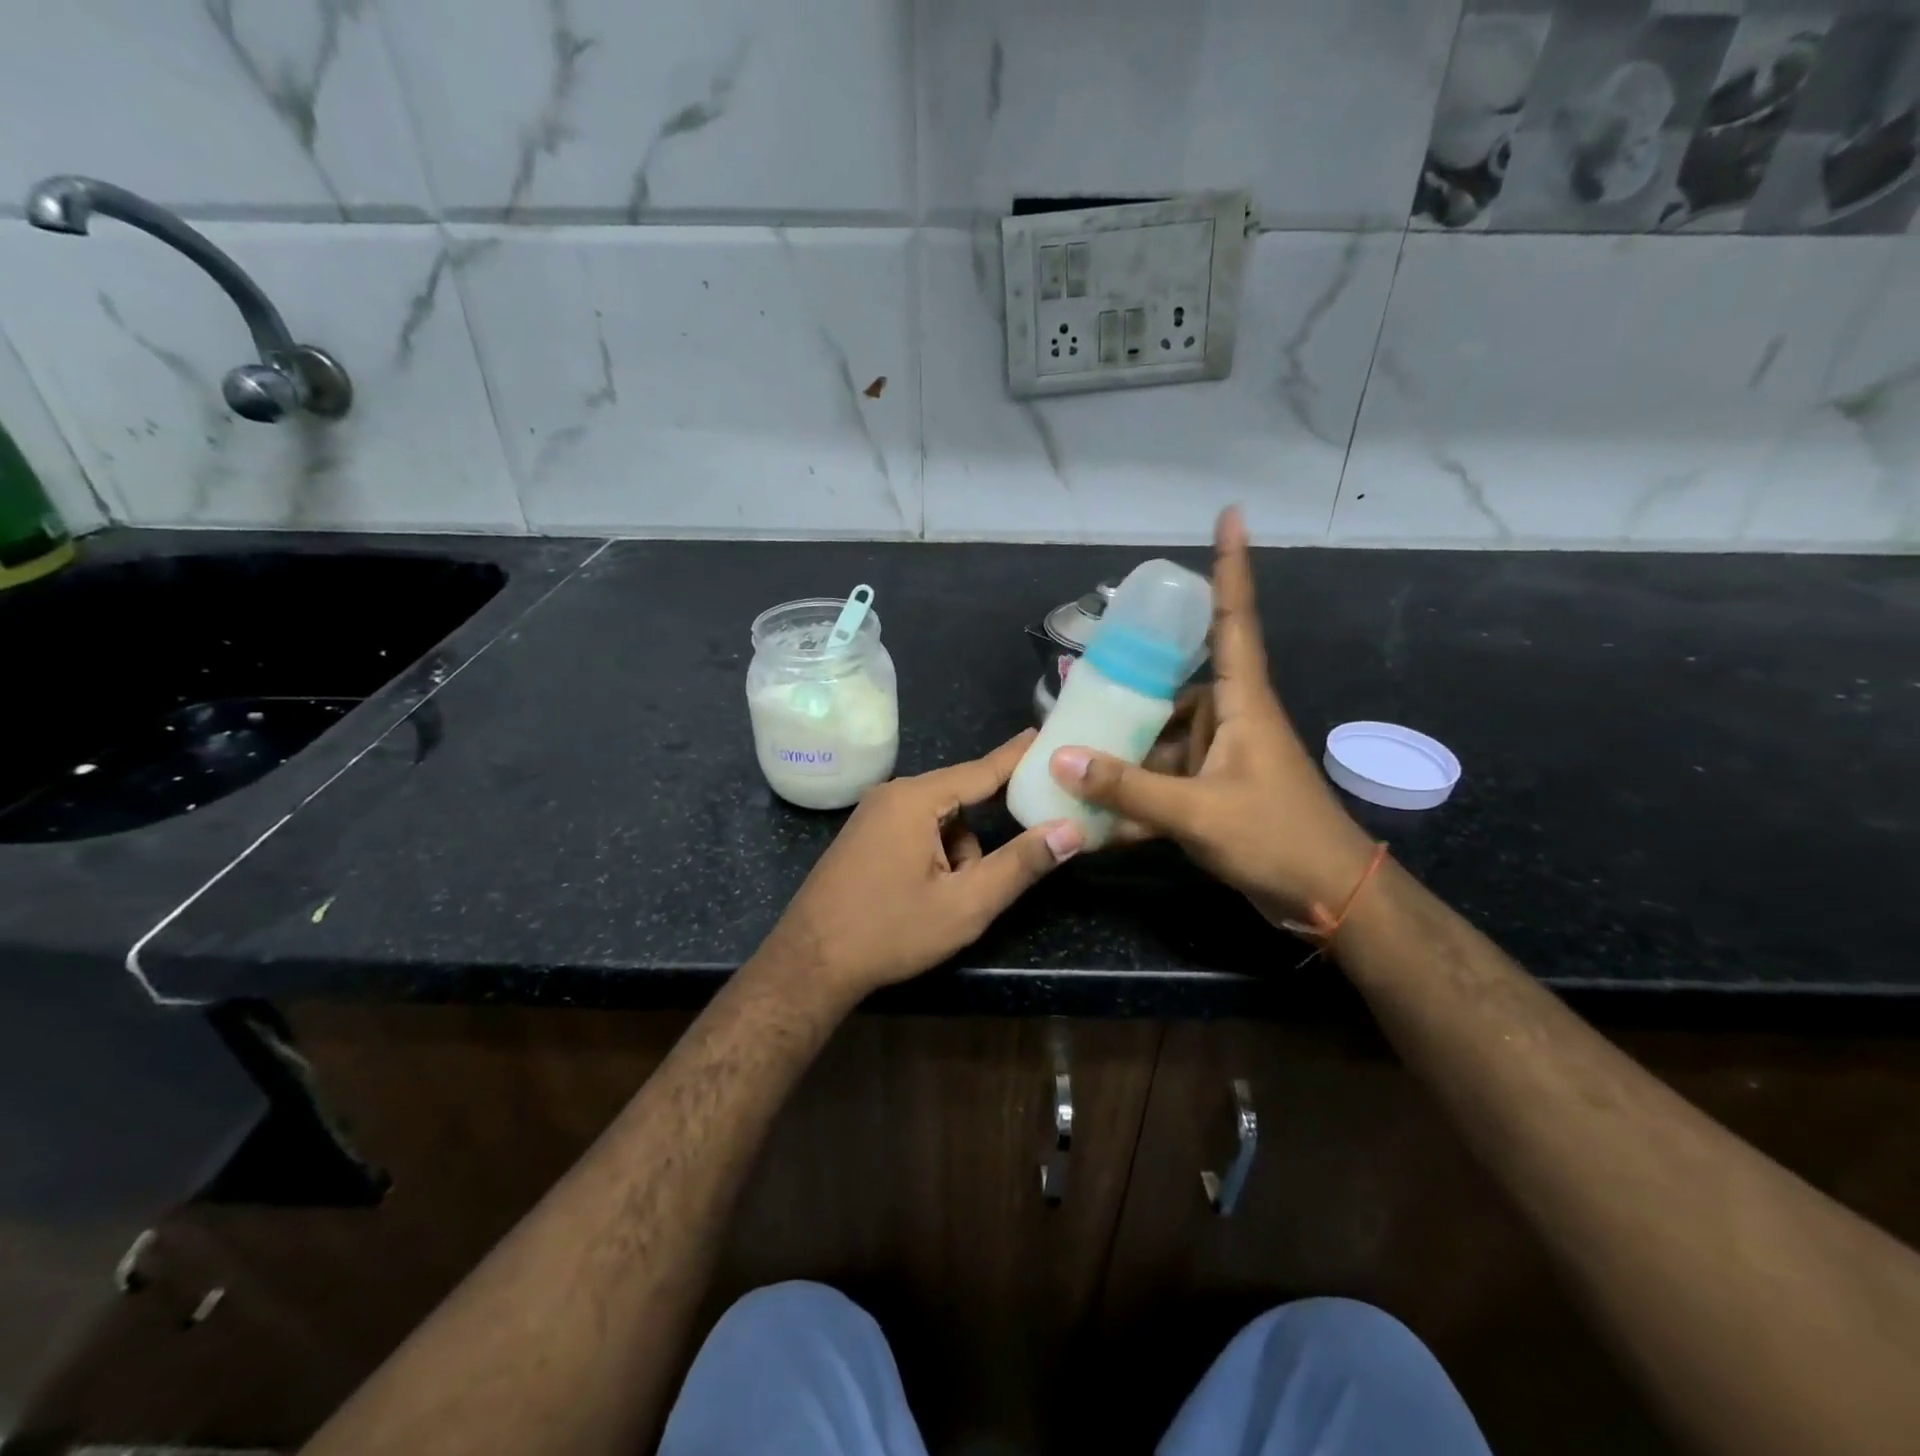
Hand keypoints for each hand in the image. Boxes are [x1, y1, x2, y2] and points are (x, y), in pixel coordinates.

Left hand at [756, 732, 1082, 1004]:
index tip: (1047, 734)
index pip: (982, 770)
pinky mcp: (864, 836)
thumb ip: (1021, 864)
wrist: (810, 964)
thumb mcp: (966, 904)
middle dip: (984, 834)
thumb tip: (1070, 830)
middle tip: (1001, 864)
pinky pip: (916, 831)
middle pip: (960, 799)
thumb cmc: (890, 931)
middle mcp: (892, 795)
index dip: (1019, 756)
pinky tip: (926, 895)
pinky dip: (934, 855)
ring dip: (958, 853)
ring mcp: (873, 815)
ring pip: (939, 821)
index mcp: (916, 799)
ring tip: (950, 900)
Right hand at [1049, 507, 1376, 927]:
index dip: (1230, 567)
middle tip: (1077, 689)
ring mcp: (1222, 761)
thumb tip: (1062, 759)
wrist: (1330, 900)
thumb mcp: (1197, 812)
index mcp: (1242, 703)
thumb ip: (1128, 789)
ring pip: (1162, 744)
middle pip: (1172, 691)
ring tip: (1070, 760)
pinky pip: (1164, 785)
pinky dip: (1135, 800)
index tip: (1231, 514)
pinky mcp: (1214, 797)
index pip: (1234, 619)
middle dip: (1129, 693)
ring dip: (1124, 758)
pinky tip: (1094, 820)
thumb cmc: (1277, 838)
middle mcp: (1231, 721)